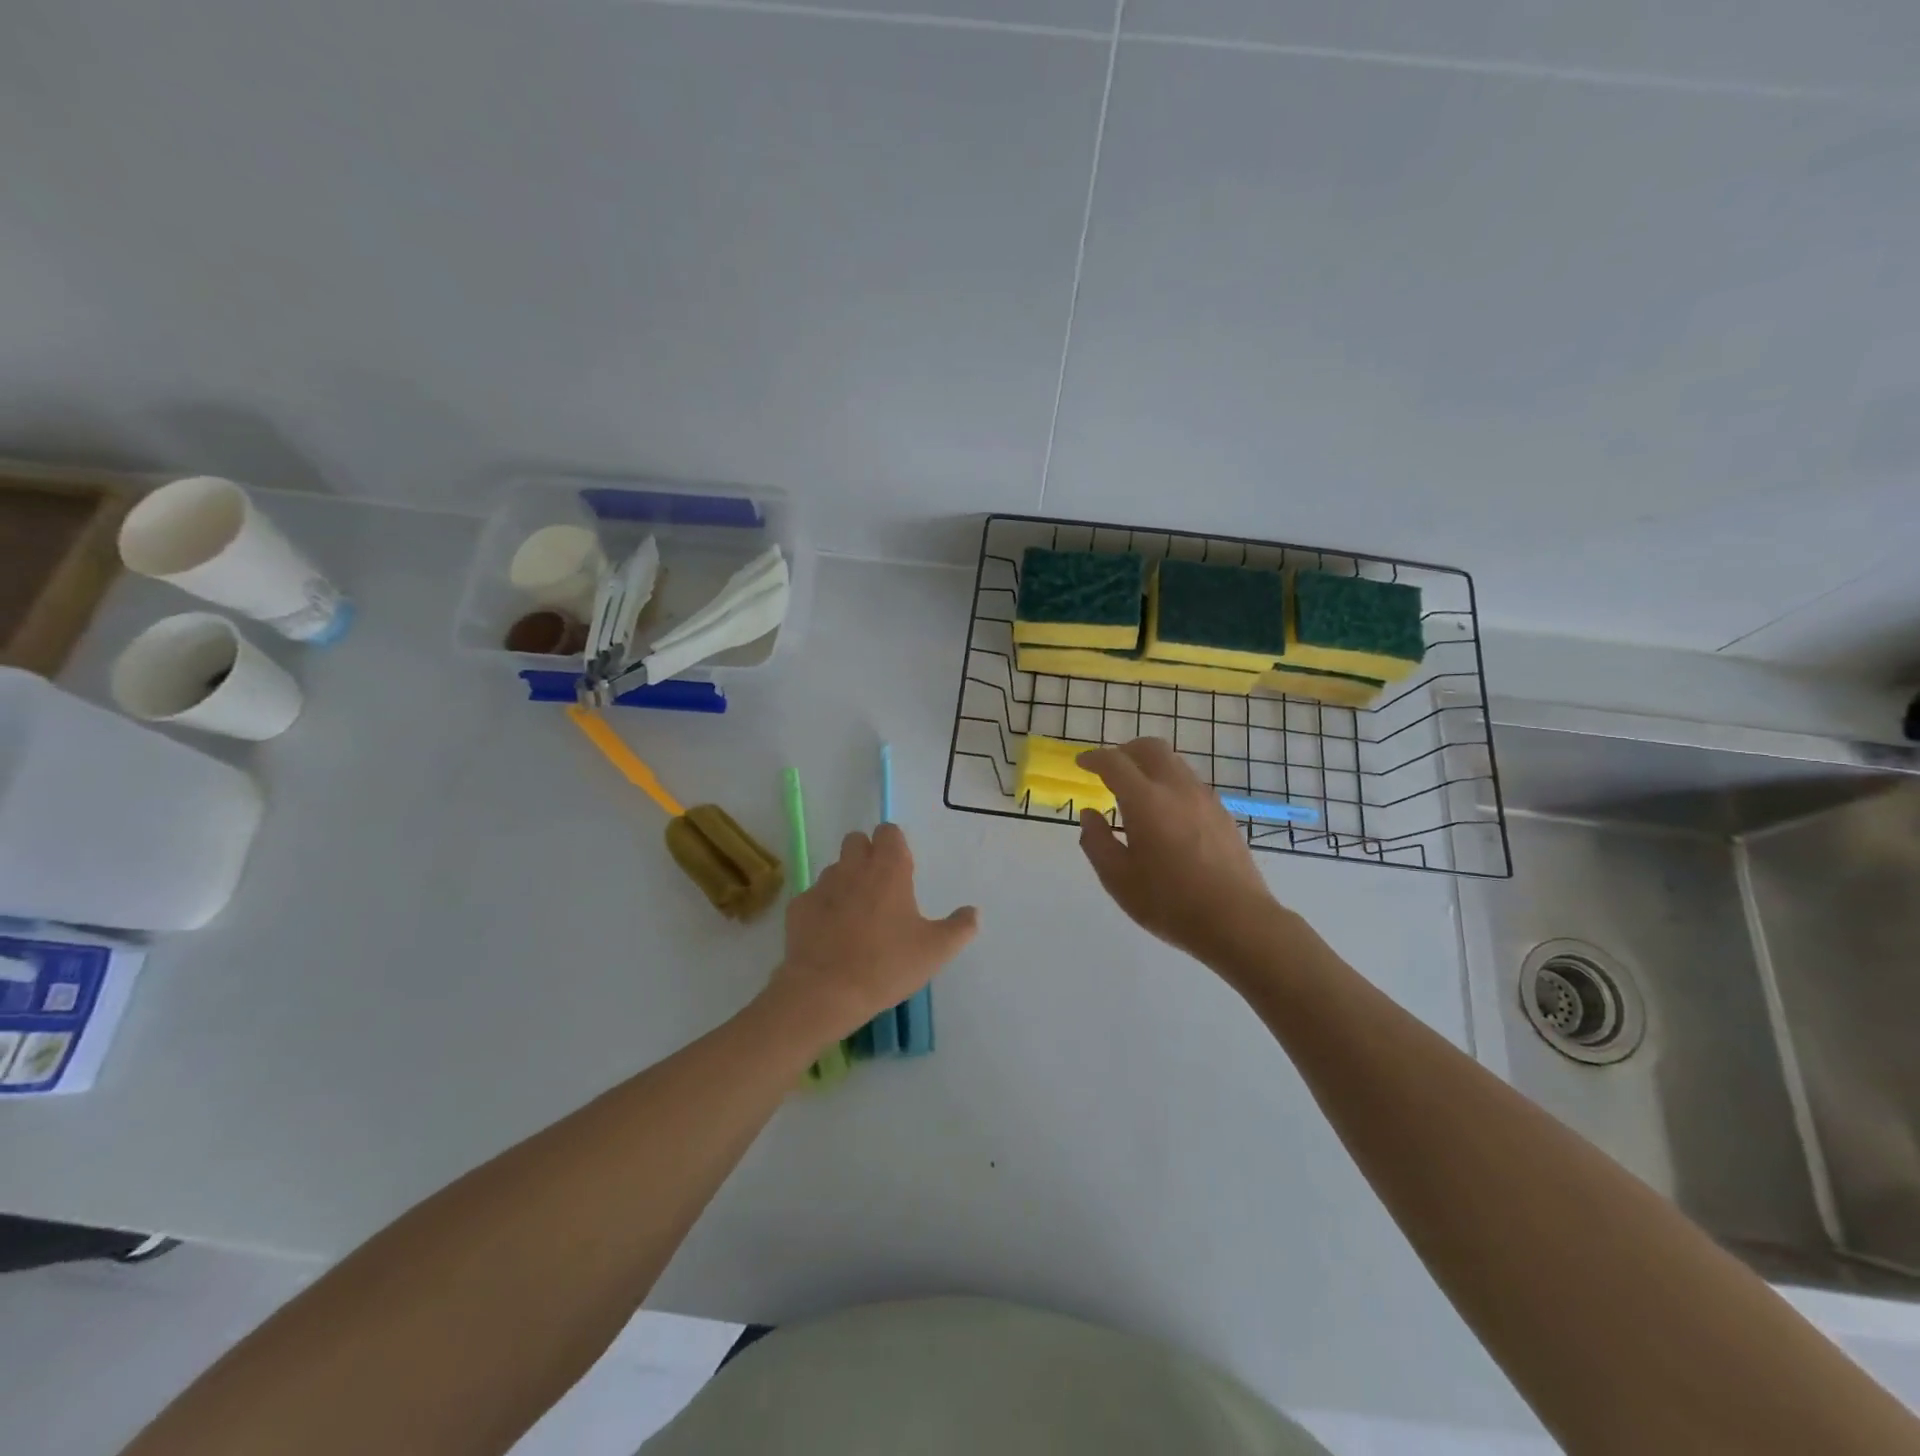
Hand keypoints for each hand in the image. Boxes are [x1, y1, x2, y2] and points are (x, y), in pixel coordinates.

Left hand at [767, 822, 978, 1038]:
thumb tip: (973, 912)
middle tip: (880, 888)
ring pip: (835, 868)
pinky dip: (823, 908)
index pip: (889, 832)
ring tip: (855, 916)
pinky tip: (830, 936)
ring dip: (846, 881)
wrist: (825, 992)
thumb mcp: (935, 951)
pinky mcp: (798, 907)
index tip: (903, 869)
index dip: (895, 845)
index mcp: (889, 869)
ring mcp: (822, 885)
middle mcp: (853, 867)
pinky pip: (814, 897)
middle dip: (867, 854)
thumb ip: (960, 927)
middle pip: (857, 841)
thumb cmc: (887, 965)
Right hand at [1076, 738, 1280, 967]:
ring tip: (1136, 792)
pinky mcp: (1222, 813)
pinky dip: (1170, 783)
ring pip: (1174, 762)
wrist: (1237, 921)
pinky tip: (1165, 813)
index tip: (1082, 764)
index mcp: (1146, 801)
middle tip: (1109, 770)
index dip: (1094, 758)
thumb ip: (1097, 842)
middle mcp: (1177, 788)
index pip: (1115, 763)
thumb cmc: (1169, 903)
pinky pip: (1190, 782)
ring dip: (1149, 766)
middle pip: (1150, 748)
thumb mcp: (1118, 879)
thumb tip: (1090, 814)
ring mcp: (1205, 798)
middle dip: (1125, 751)